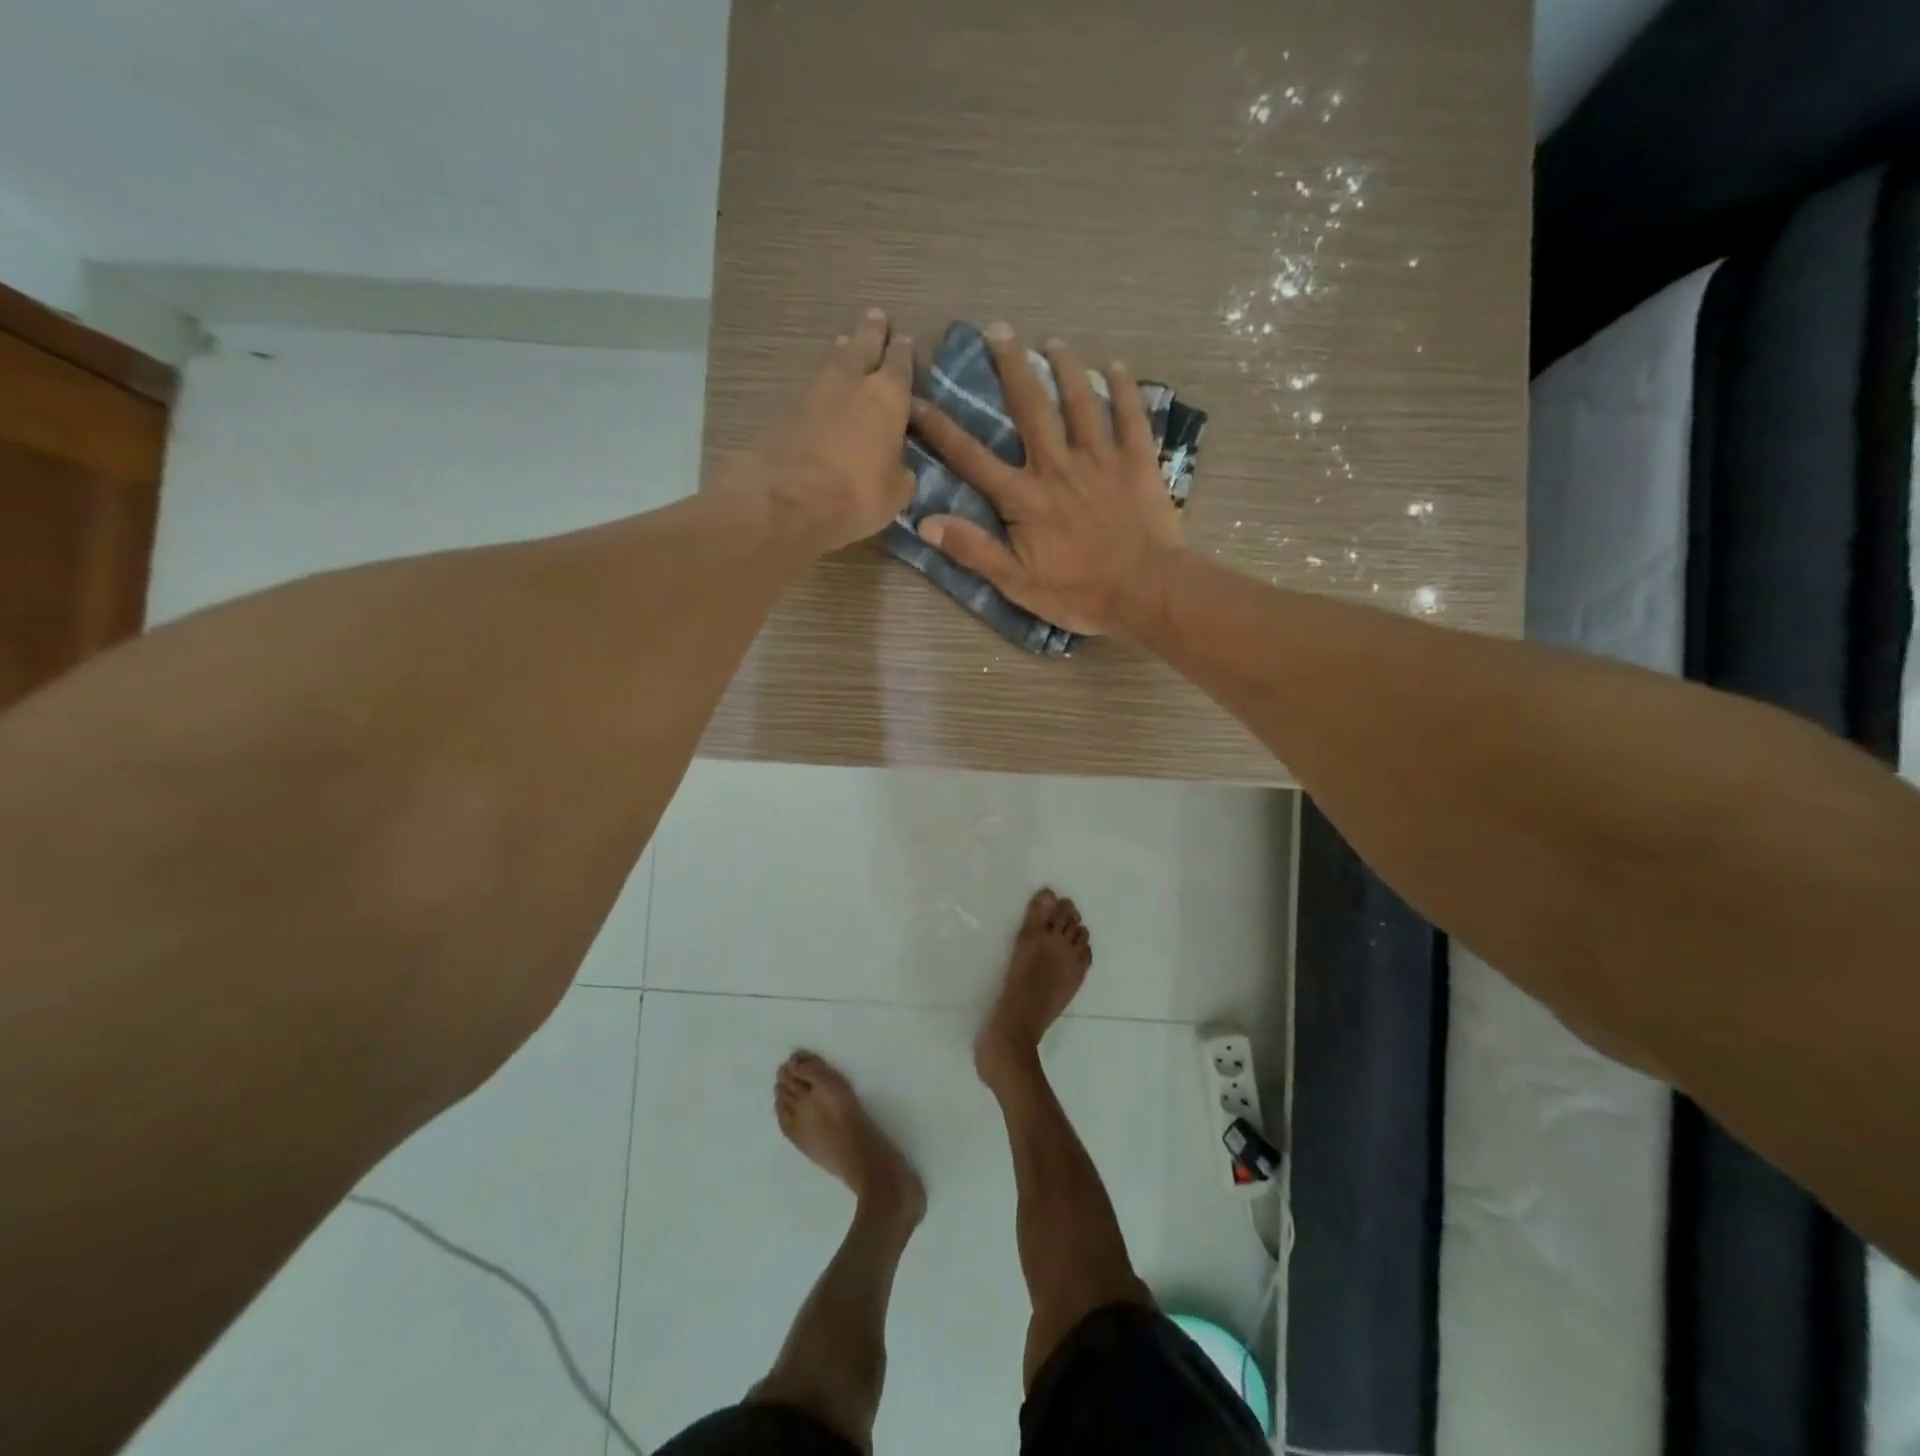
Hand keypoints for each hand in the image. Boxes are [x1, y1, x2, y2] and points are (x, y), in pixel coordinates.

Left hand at [749, 307, 914, 553]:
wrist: (788, 500)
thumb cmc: (856, 496)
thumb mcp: (896, 493)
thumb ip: (902, 471)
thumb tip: (899, 465)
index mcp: (889, 397)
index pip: (901, 362)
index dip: (904, 352)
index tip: (905, 341)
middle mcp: (853, 381)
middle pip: (864, 343)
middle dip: (872, 330)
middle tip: (876, 317)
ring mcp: (816, 389)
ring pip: (835, 359)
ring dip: (844, 350)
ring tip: (847, 345)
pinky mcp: (787, 406)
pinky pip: (813, 385)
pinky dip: (822, 382)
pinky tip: (824, 389)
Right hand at [908, 323, 1183, 635]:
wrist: (1145, 591)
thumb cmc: (1078, 593)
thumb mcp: (1016, 582)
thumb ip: (973, 549)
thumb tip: (925, 522)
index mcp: (1024, 497)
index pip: (972, 458)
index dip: (941, 429)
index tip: (917, 399)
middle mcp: (1057, 466)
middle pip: (1030, 409)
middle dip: (1012, 368)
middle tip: (999, 330)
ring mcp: (1101, 459)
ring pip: (1080, 402)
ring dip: (1066, 368)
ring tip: (1054, 341)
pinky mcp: (1138, 462)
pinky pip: (1131, 416)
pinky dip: (1124, 389)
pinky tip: (1116, 366)